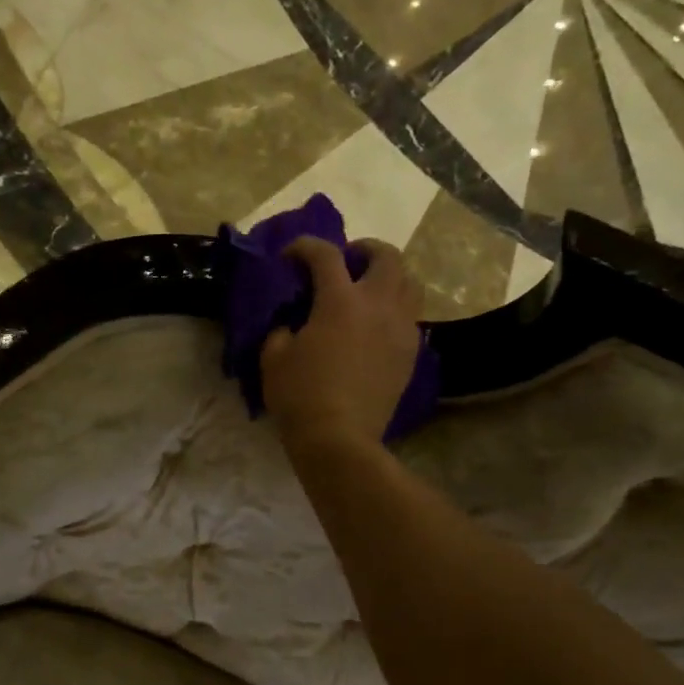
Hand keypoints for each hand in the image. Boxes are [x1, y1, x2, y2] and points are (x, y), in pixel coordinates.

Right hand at [262, 237, 423, 453]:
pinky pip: (410, 316)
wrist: (339, 438)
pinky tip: (375, 326)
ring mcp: (400, 328)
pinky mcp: (410, 352)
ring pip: (410, 282)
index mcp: (339, 300)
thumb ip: (281, 329)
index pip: (325, 254)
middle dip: (364, 249)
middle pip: (386, 255)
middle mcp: (377, 304)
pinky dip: (394, 309)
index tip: (290, 255)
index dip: (305, 246)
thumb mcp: (273, 358)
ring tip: (368, 290)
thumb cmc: (300, 396)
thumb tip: (292, 323)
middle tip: (346, 262)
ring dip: (388, 276)